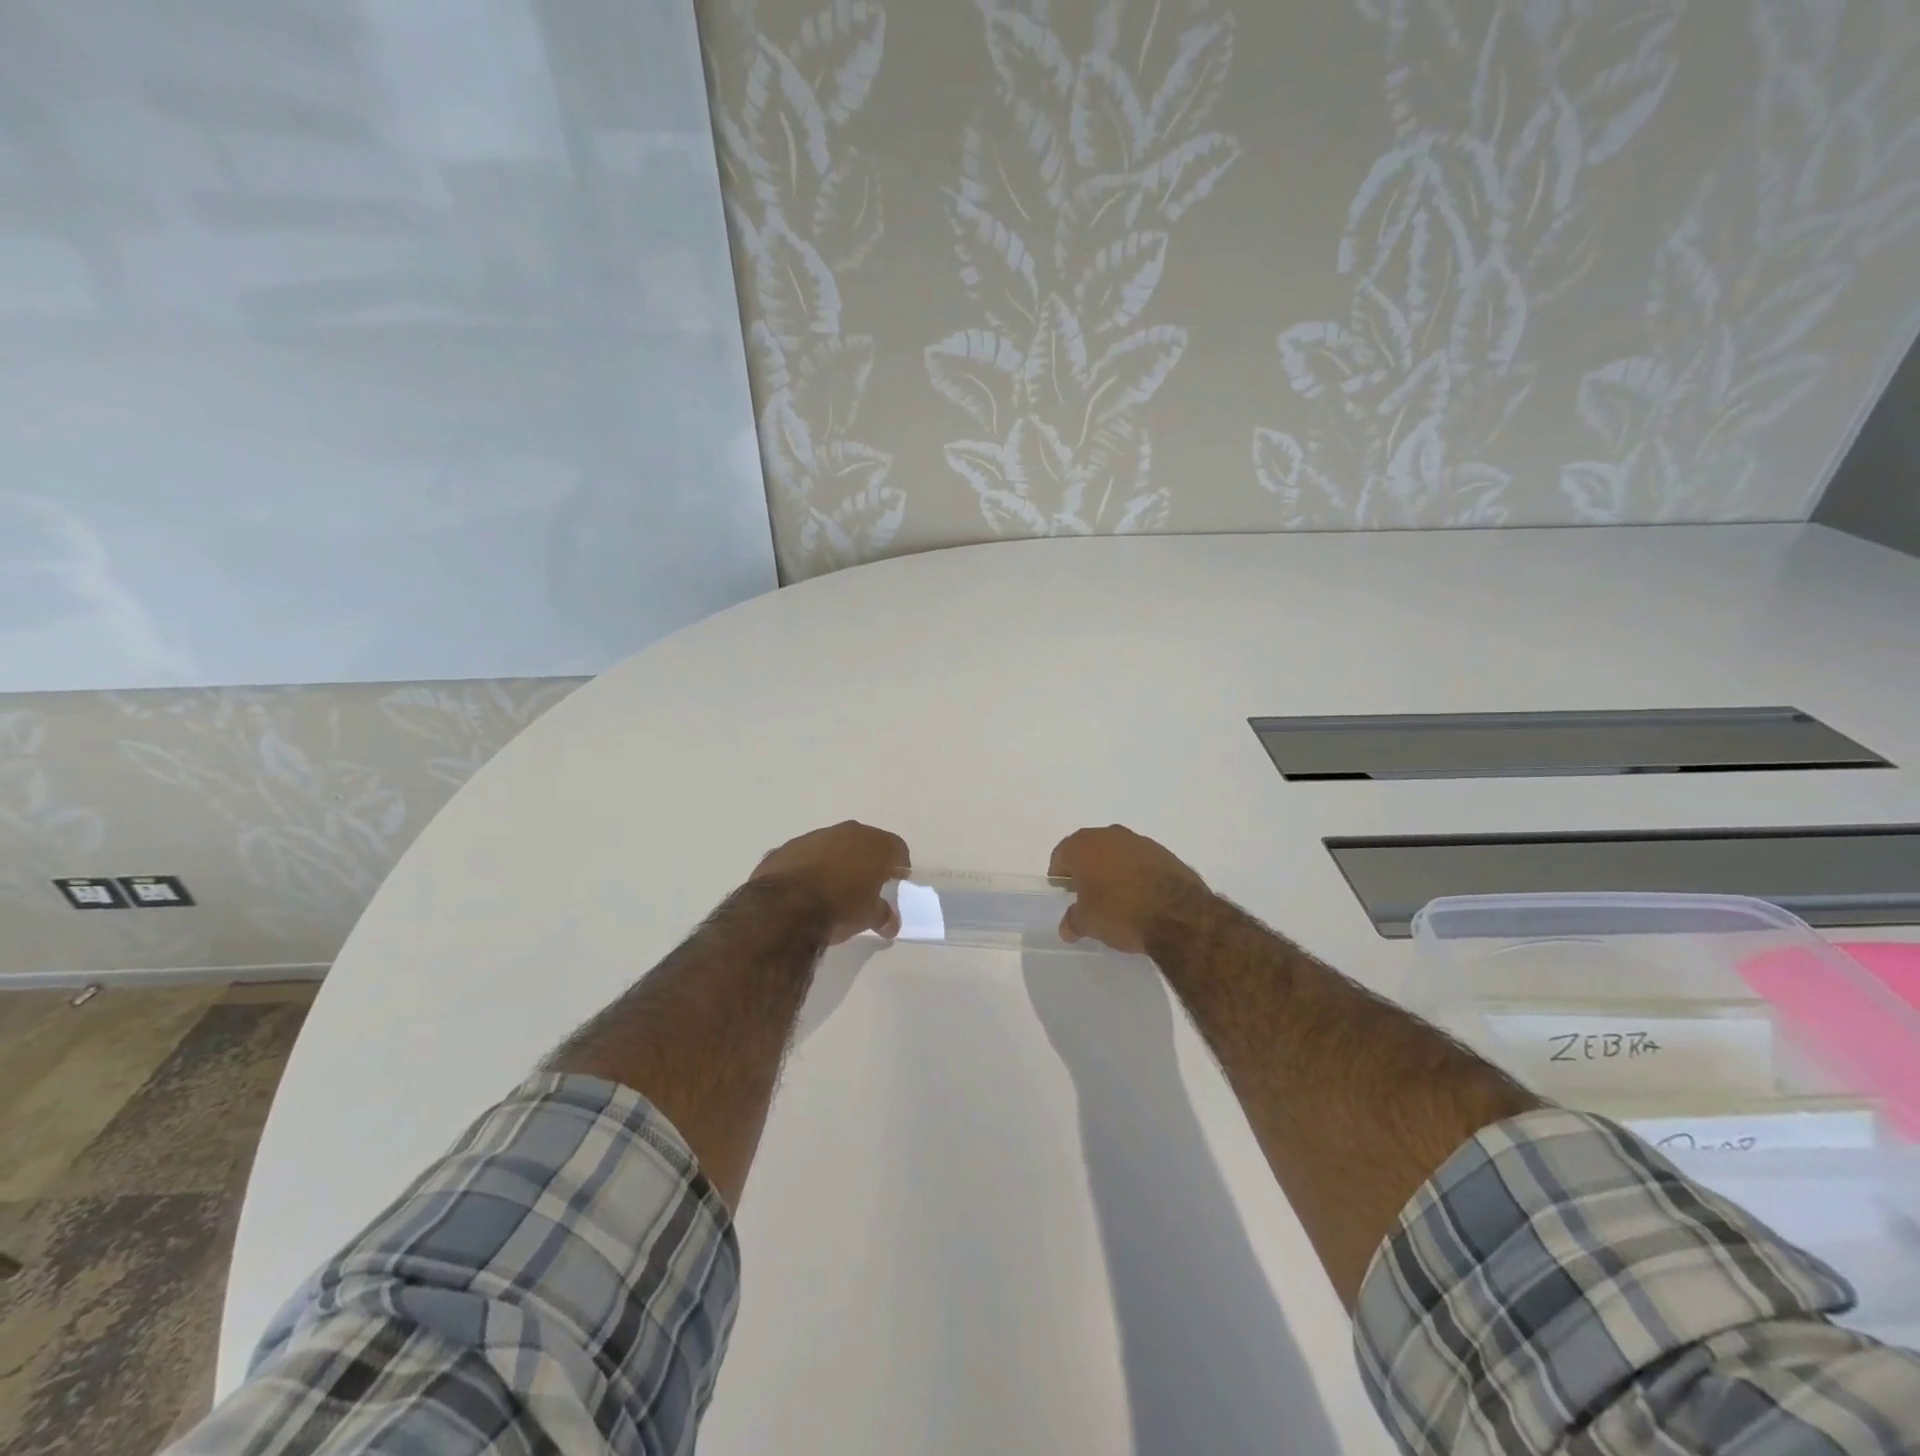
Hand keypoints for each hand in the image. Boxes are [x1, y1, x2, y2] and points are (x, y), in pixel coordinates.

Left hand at [750, 820, 910, 944]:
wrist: (785, 906)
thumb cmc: (839, 908)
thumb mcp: (868, 917)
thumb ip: (884, 916)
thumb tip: (891, 924)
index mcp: (874, 845)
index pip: (897, 849)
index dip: (899, 866)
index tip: (897, 881)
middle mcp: (848, 832)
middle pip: (866, 842)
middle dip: (868, 860)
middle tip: (867, 883)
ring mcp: (815, 836)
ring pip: (834, 845)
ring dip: (837, 861)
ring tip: (834, 886)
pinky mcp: (788, 847)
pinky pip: (807, 854)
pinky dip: (811, 866)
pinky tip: (806, 887)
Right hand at [1048, 825, 1210, 953]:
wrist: (1178, 914)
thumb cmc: (1120, 912)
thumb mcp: (1088, 923)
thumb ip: (1073, 920)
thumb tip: (1068, 926)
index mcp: (1083, 846)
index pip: (1061, 855)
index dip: (1060, 875)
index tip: (1065, 892)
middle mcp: (1109, 835)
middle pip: (1089, 849)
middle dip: (1086, 869)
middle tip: (1087, 894)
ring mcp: (1139, 841)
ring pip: (1116, 852)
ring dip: (1112, 869)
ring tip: (1116, 896)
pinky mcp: (1164, 852)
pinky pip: (1140, 860)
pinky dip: (1136, 872)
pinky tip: (1141, 895)